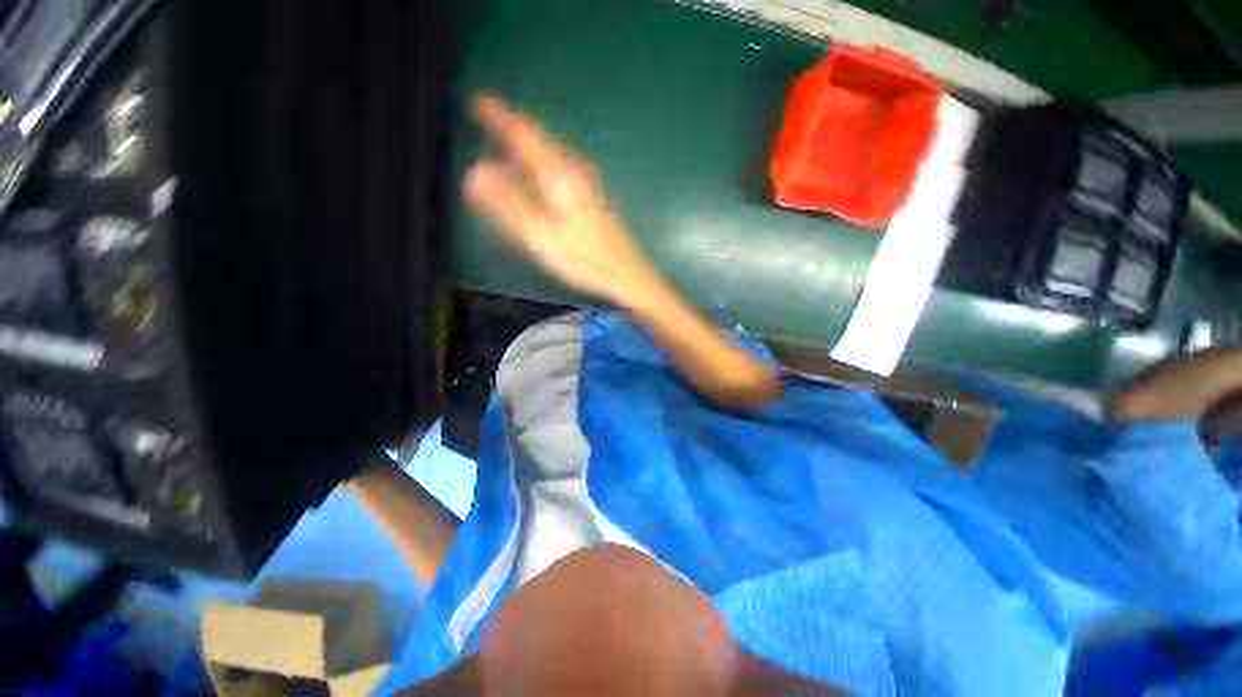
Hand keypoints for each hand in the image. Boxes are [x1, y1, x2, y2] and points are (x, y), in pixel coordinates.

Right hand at [465, 95, 658, 307]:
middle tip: (488, 117)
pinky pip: (560, 170)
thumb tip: (474, 172)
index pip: (524, 135)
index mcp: (559, 176)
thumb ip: (509, 204)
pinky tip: (536, 177)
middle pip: (540, 140)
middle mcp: (574, 172)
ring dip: (528, 147)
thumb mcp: (541, 235)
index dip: (499, 117)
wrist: (624, 272)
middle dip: (513, 128)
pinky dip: (541, 165)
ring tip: (506, 144)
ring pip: (551, 155)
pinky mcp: (591, 198)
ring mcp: (586, 185)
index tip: (478, 99)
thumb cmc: (583, 258)